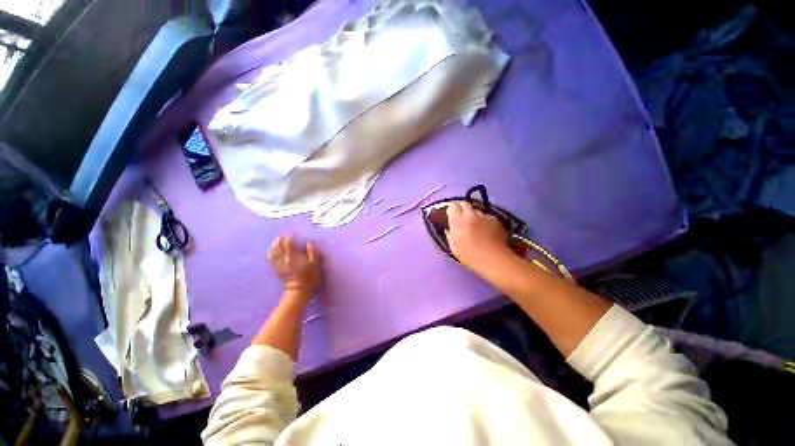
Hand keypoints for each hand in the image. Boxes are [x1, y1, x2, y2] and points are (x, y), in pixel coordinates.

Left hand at [267, 236, 322, 293]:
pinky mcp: (278, 269)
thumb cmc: (310, 277)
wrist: (299, 291)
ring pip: (274, 252)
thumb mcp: (315, 264)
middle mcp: (284, 259)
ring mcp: (280, 264)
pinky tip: (272, 251)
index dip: (290, 237)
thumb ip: (312, 252)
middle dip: (280, 240)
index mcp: (293, 256)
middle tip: (283, 235)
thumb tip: (309, 243)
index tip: (292, 233)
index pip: (289, 243)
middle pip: (279, 246)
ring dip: (275, 245)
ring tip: (276, 241)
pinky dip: (272, 253)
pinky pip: (272, 259)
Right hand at [446, 201, 510, 271]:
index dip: (451, 208)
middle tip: (461, 215)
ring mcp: (483, 216)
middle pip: (465, 203)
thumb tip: (449, 229)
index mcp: (457, 221)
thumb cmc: (469, 255)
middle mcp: (470, 215)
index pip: (452, 206)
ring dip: (474, 214)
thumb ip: (450, 235)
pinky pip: (487, 217)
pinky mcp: (495, 220)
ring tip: (475, 223)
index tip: (451, 213)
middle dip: (462, 207)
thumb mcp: (453, 247)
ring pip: (476, 210)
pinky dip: (484, 220)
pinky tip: (486, 229)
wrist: (493, 258)